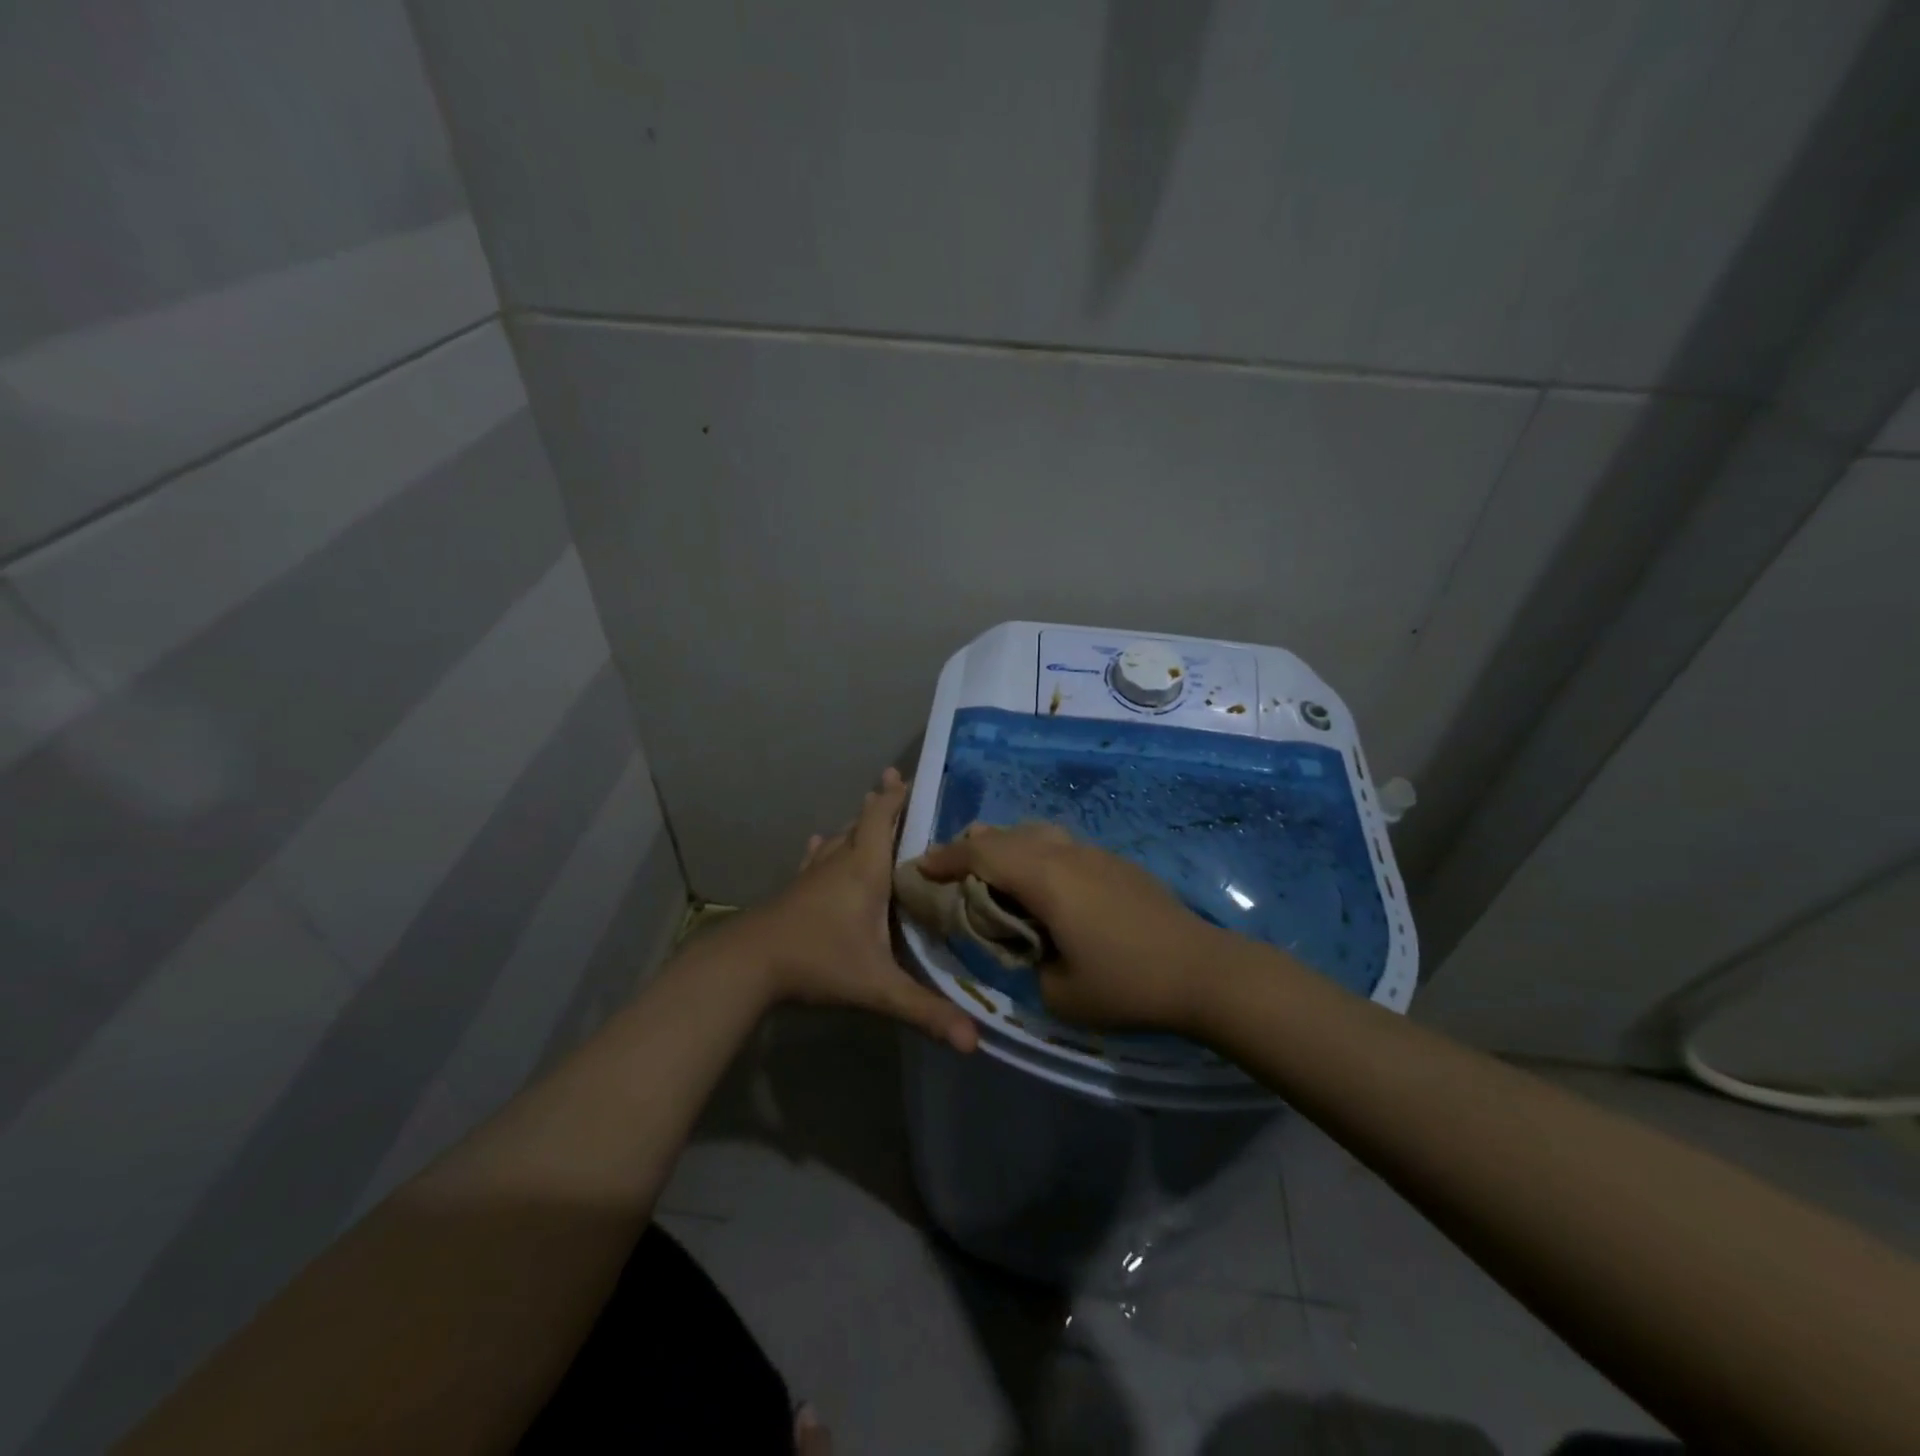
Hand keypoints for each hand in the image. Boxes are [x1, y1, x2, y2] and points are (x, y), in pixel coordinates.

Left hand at [742, 768, 978, 1052]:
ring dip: (858, 822)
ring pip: (840, 837)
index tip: (912, 776)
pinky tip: (822, 842)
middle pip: (863, 822)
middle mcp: (840, 862)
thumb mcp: (878, 987)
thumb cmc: (818, 961)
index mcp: (865, 870)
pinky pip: (816, 857)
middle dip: (882, 803)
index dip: (897, 796)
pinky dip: (826, 846)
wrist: (748, 964)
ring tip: (870, 810)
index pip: (882, 818)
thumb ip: (925, 1011)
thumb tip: (974, 1041)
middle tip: (899, 785)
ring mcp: (813, 874)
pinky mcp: (795, 890)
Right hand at [912, 823, 1223, 1034]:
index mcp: (1045, 878)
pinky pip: (1061, 845)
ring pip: (1035, 833)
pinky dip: (1035, 854)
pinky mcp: (1116, 863)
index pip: (981, 853)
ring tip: (993, 872)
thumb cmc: (1126, 984)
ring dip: (1006, 846)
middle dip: (971, 847)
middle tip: (950, 871)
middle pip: (1006, 834)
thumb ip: (1027, 962)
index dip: (946, 858)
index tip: (921, 868)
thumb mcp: (1058, 993)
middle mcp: (1065, 854)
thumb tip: (1025, 946)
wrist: (1202, 971)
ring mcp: (1094, 854)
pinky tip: (1042, 885)